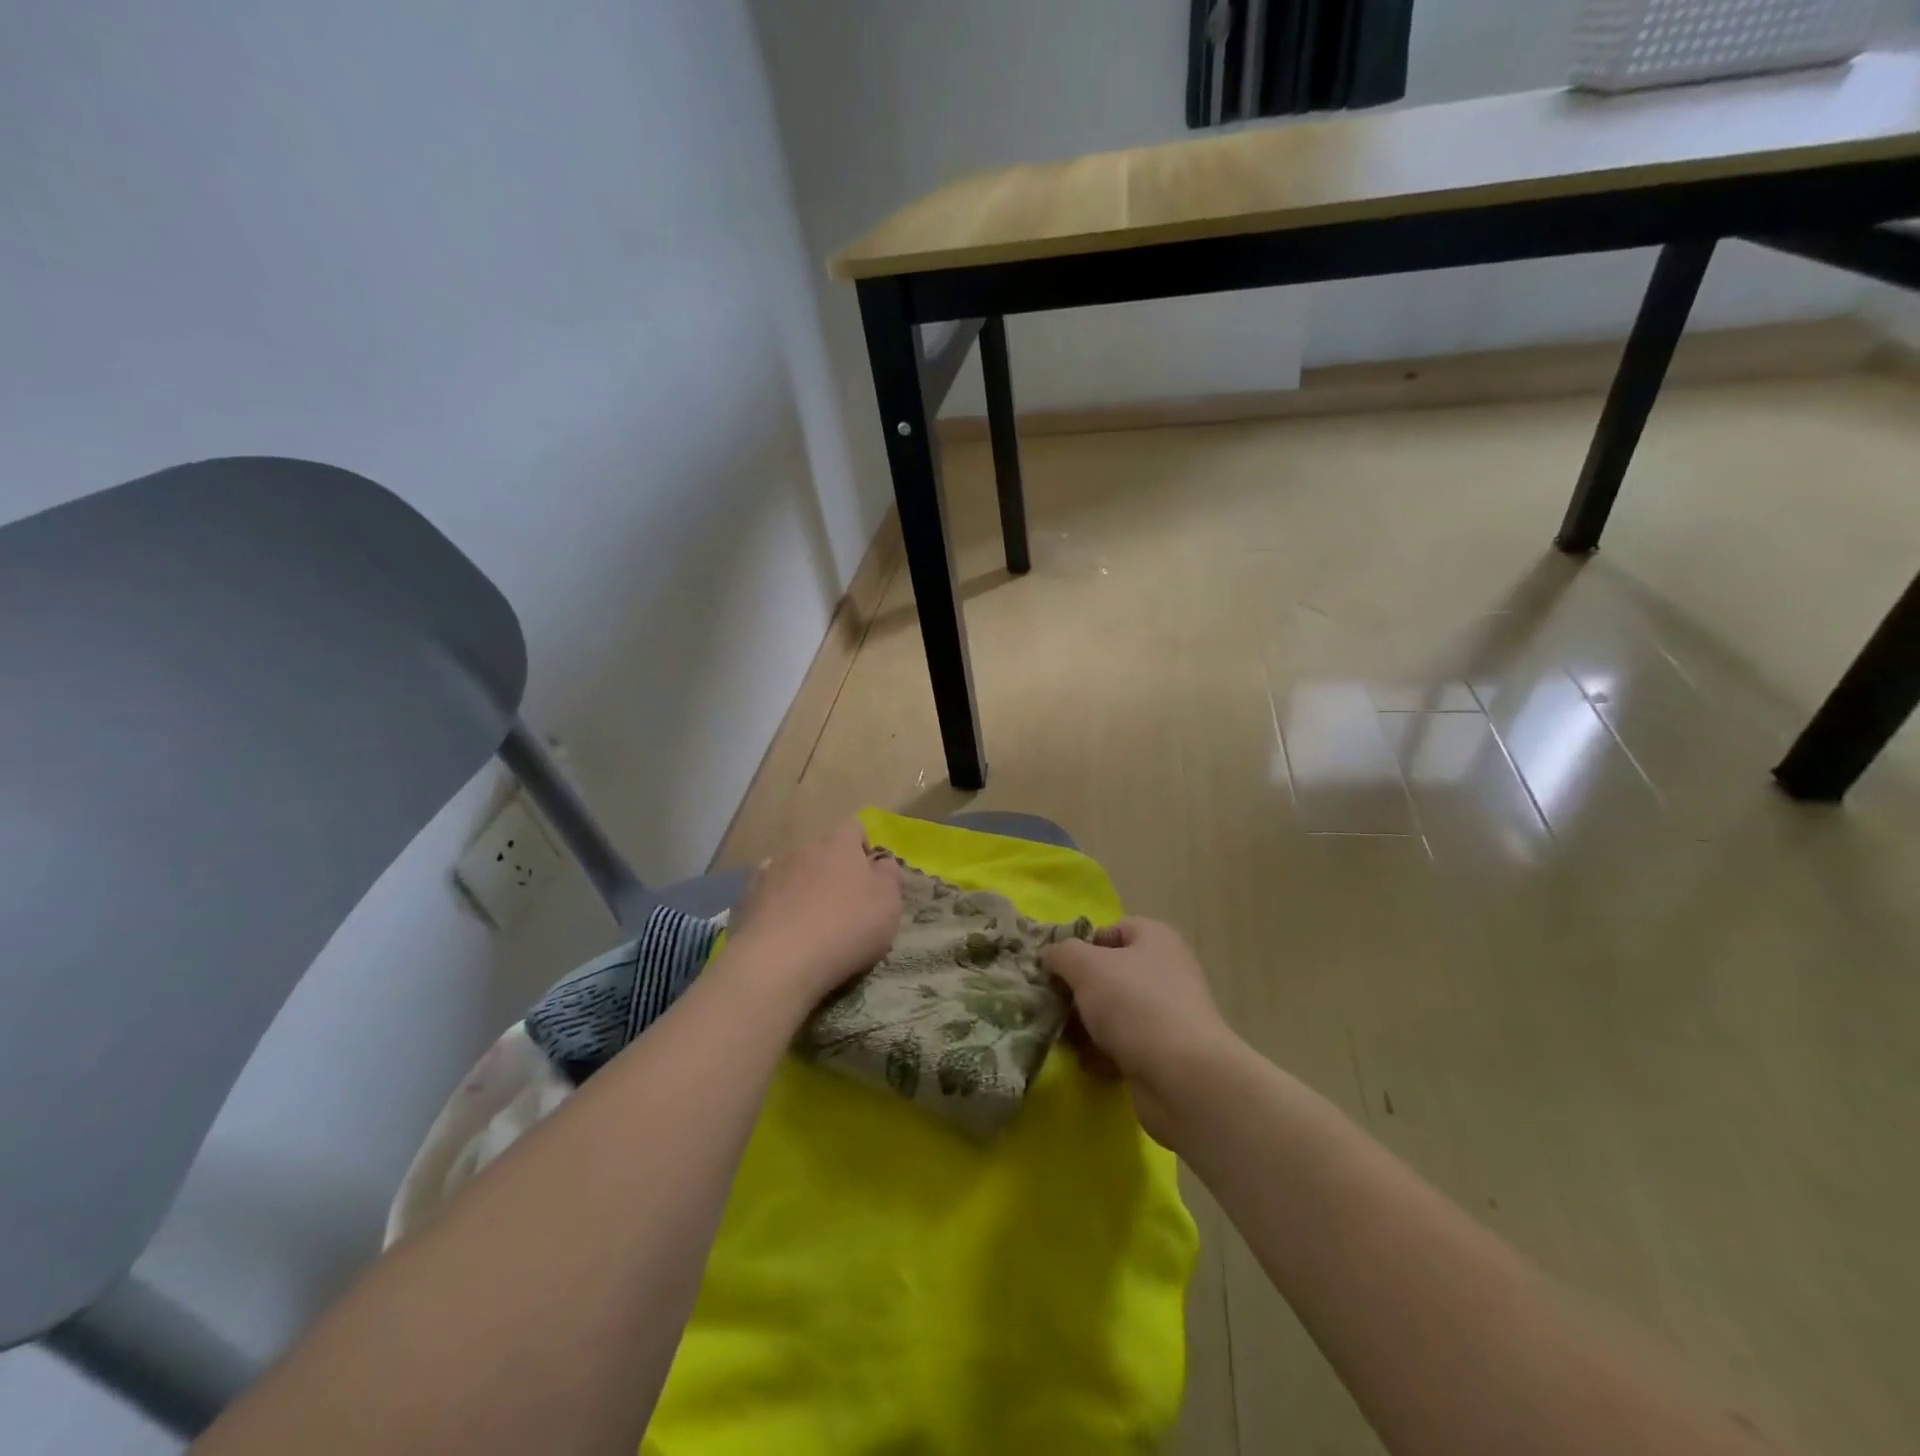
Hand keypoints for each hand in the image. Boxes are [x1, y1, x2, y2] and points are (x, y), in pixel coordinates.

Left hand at [723, 821, 901, 1011]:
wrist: (777, 961)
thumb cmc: (846, 928)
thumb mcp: (888, 905)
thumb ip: (889, 877)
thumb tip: (882, 862)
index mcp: (839, 845)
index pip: (854, 828)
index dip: (862, 848)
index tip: (868, 877)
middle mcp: (801, 849)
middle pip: (820, 852)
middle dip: (830, 871)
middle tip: (840, 906)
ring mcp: (768, 872)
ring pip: (791, 872)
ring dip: (800, 888)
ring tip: (807, 924)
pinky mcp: (744, 900)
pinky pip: (766, 896)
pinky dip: (774, 908)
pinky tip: (780, 934)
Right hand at [1045, 918, 1235, 1147]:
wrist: (1183, 1077)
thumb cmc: (1134, 1004)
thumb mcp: (1086, 966)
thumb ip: (1061, 953)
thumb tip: (1050, 956)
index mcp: (1155, 939)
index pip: (1111, 930)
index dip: (1081, 945)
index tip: (1057, 968)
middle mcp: (1166, 971)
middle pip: (1110, 973)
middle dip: (1079, 990)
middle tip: (1053, 1005)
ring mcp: (1169, 1014)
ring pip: (1114, 1012)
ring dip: (1087, 1025)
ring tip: (1063, 1037)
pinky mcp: (1166, 1053)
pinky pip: (1125, 1045)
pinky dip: (1104, 1053)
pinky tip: (1087, 1063)